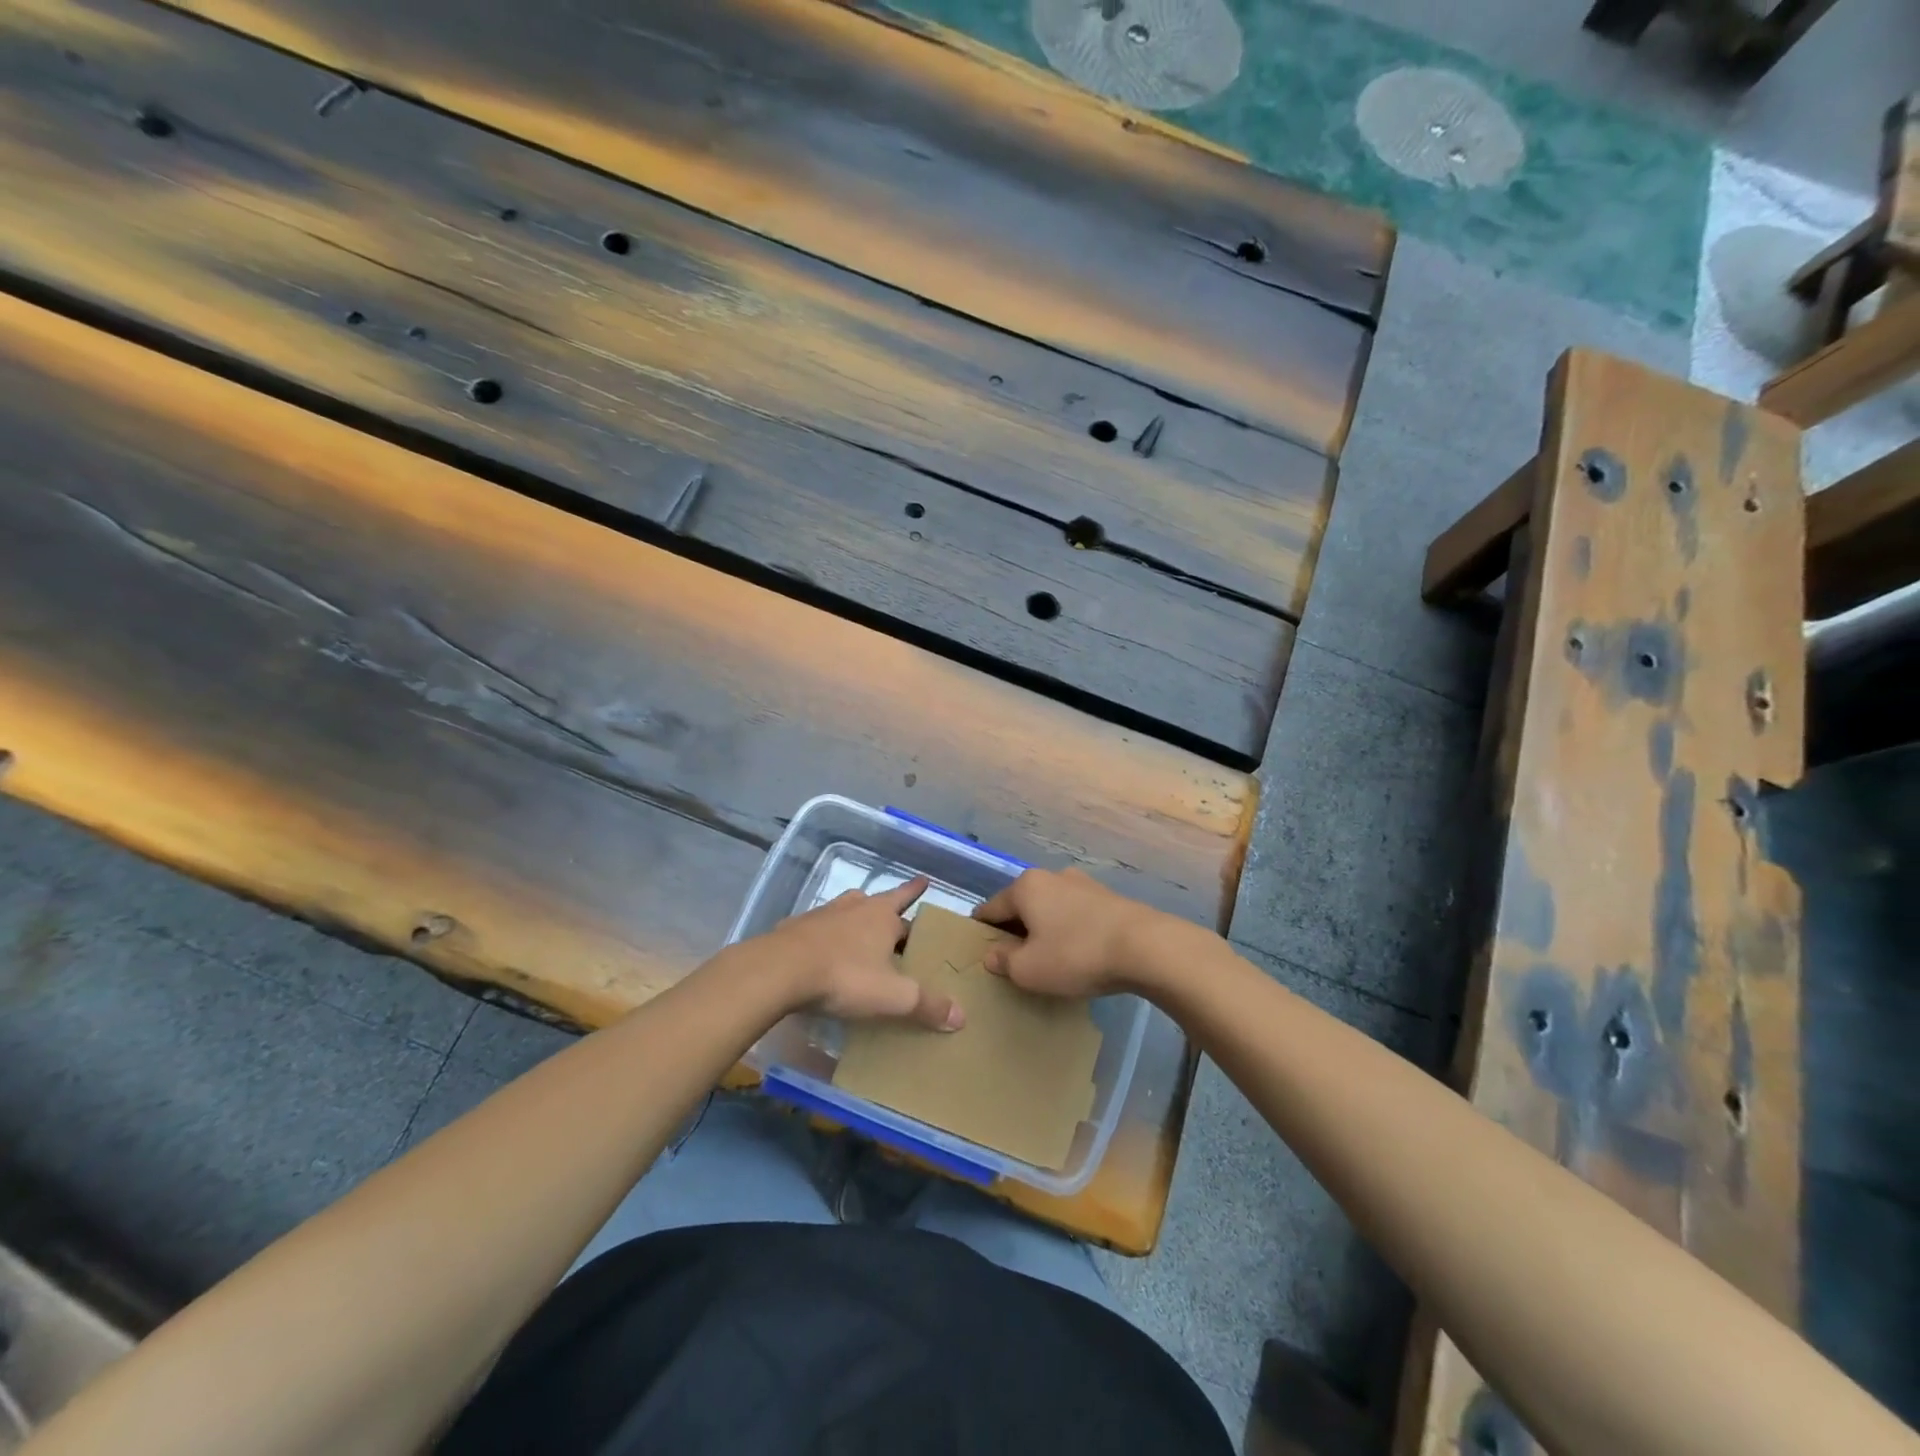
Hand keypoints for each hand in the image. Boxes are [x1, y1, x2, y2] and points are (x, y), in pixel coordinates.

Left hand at [745, 878, 963, 1031]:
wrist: (780, 971)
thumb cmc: (845, 977)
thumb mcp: (892, 997)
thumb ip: (927, 1005)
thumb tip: (961, 1015)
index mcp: (882, 916)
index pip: (905, 897)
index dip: (916, 891)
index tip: (924, 880)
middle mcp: (854, 907)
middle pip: (876, 903)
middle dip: (887, 911)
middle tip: (896, 922)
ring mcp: (822, 915)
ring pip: (846, 911)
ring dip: (855, 920)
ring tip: (860, 935)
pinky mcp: (795, 929)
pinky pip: (818, 929)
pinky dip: (825, 937)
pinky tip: (823, 953)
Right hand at [972, 868, 1167, 998]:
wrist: (1145, 947)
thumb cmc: (1075, 955)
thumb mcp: (1029, 970)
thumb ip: (1004, 961)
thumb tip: (993, 954)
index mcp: (1026, 887)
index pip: (991, 908)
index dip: (981, 930)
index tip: (978, 947)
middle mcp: (1051, 876)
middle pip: (1021, 904)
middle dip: (1015, 928)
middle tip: (1013, 958)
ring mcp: (1083, 884)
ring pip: (1050, 907)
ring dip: (1044, 928)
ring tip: (1047, 956)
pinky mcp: (1108, 897)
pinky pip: (1075, 914)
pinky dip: (1068, 929)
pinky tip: (1076, 951)